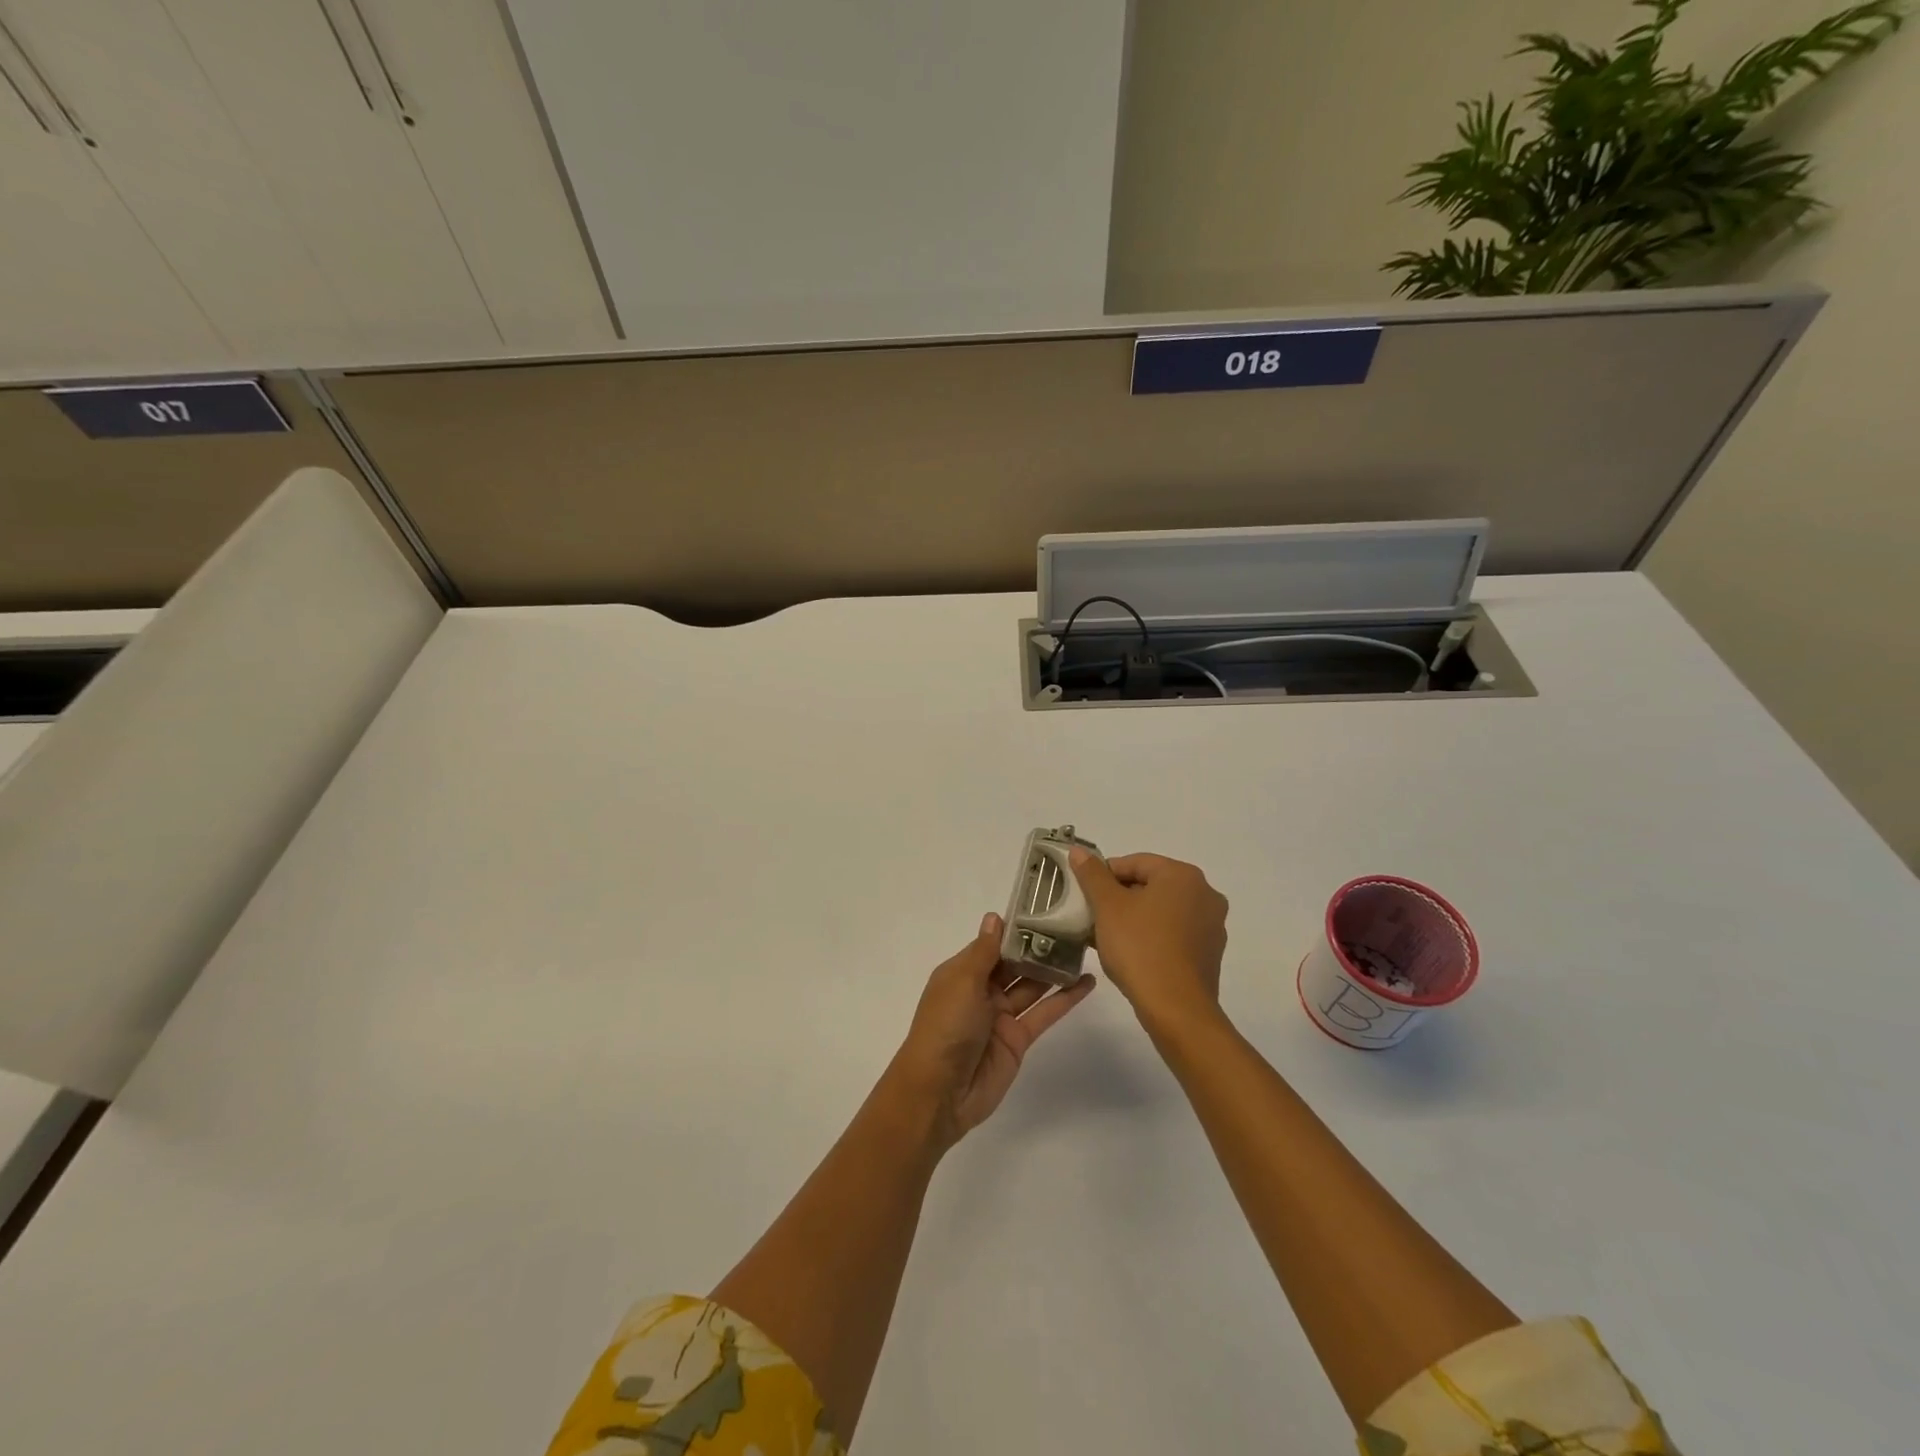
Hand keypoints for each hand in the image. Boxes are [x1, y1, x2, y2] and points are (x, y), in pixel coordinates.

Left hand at [887, 912, 1096, 1148]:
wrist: (940, 1091)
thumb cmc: (945, 1027)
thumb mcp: (962, 982)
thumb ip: (985, 952)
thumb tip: (995, 917)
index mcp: (962, 973)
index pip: (993, 944)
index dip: (1016, 929)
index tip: (1044, 909)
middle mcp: (981, 990)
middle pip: (1015, 964)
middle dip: (1039, 947)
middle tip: (1074, 926)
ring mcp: (1001, 1015)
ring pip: (1032, 986)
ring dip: (1055, 970)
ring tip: (1085, 949)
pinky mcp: (1019, 1039)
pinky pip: (1044, 1013)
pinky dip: (1065, 999)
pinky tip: (1087, 983)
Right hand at [1068, 849, 1228, 1035]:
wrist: (1176, 1008)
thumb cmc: (1140, 948)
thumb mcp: (1108, 906)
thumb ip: (1092, 875)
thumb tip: (1079, 850)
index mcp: (1183, 875)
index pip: (1135, 863)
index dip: (1105, 875)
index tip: (1086, 895)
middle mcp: (1205, 893)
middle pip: (1151, 885)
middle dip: (1120, 897)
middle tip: (1094, 916)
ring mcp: (1212, 925)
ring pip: (1163, 910)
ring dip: (1135, 917)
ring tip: (1108, 937)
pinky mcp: (1210, 952)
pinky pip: (1175, 933)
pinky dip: (1153, 936)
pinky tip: (1132, 954)